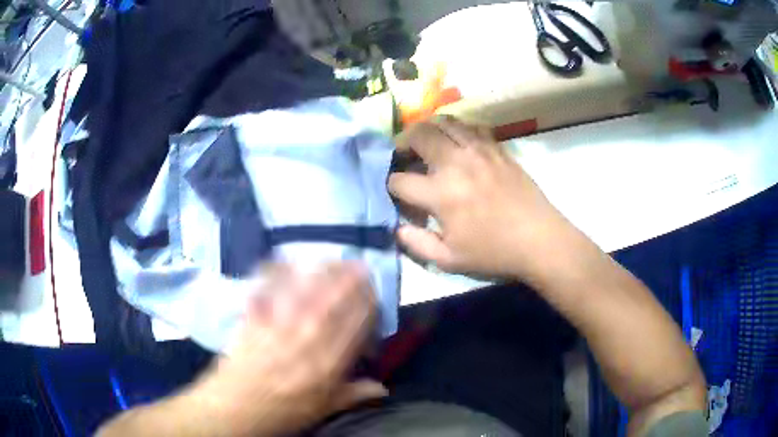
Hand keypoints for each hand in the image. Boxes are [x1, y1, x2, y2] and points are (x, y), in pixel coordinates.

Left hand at [193, 263, 385, 436]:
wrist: (236, 407)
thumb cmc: (283, 412)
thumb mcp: (323, 409)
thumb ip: (354, 394)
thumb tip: (383, 388)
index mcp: (328, 361)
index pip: (355, 324)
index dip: (368, 305)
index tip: (375, 292)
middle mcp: (306, 337)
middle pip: (332, 301)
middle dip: (348, 280)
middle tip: (359, 264)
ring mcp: (279, 324)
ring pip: (304, 291)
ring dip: (320, 272)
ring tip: (331, 258)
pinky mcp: (256, 318)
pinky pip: (268, 291)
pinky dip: (276, 273)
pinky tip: (283, 261)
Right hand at [389, 117, 577, 281]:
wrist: (538, 239)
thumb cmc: (494, 252)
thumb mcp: (449, 260)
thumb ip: (417, 244)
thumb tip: (397, 227)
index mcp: (441, 193)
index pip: (400, 180)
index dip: (391, 185)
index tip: (397, 191)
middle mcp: (456, 163)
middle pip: (418, 135)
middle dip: (402, 142)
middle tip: (403, 154)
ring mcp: (478, 150)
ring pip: (444, 122)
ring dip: (429, 129)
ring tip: (427, 142)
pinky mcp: (497, 148)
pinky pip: (471, 126)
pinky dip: (457, 129)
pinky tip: (458, 143)